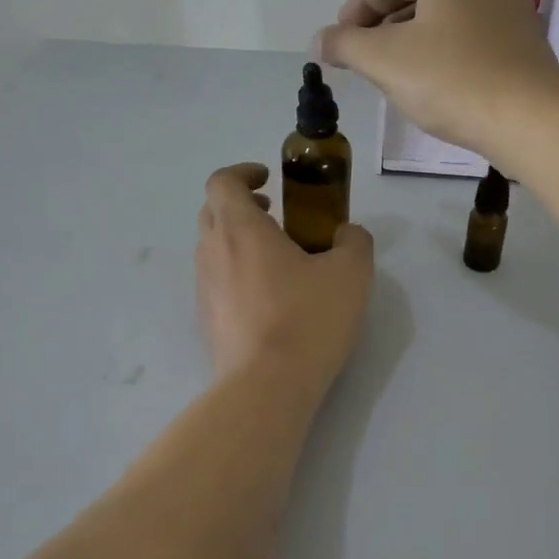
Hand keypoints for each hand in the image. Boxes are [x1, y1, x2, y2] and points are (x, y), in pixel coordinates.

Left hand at [196, 163, 372, 393]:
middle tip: (274, 214)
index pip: (222, 181)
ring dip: (237, 239)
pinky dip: (235, 271)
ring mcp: (204, 287)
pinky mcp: (206, 319)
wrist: (267, 386)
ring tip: (276, 257)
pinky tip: (268, 297)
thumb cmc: (307, 319)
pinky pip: (216, 280)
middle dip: (240, 204)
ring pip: (212, 247)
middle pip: (212, 211)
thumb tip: (347, 234)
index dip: (243, 172)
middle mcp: (212, 251)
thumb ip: (354, 241)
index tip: (269, 180)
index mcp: (240, 229)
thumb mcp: (351, 273)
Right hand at [314, 0, 558, 165]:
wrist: (528, 119)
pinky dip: (444, 51)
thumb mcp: (384, 60)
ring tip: (392, 73)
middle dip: (384, 26)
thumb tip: (318, 40)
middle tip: (361, 58)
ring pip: (445, 16)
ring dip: (412, 40)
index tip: (337, 41)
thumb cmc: (450, 79)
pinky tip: (432, 82)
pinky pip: (470, 35)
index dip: (355, 11)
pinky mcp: (525, 38)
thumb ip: (345, 44)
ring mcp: (512, 3)